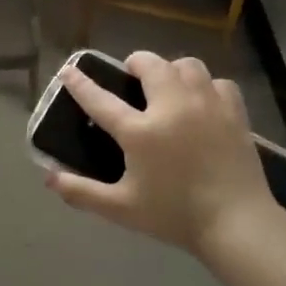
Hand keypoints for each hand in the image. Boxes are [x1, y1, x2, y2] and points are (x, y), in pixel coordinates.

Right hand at [44, 52, 275, 259]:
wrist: (237, 222)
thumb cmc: (174, 216)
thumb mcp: (121, 209)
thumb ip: (82, 193)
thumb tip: (49, 179)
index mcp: (140, 132)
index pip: (101, 99)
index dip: (80, 83)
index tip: (68, 70)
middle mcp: (172, 108)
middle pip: (150, 65)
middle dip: (135, 63)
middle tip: (131, 76)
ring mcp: (206, 106)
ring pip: (187, 65)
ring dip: (172, 69)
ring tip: (168, 85)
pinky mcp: (233, 112)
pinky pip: (218, 83)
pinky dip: (206, 86)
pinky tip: (202, 102)